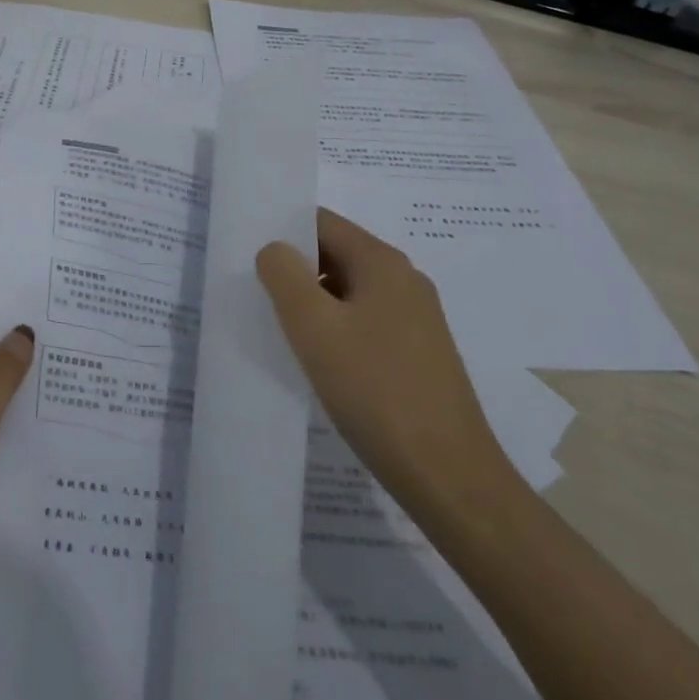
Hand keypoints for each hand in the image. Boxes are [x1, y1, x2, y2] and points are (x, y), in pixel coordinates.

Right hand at [256, 209, 507, 517]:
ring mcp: (416, 318)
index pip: (322, 222)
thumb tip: (274, 249)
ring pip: (349, 292)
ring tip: (280, 331)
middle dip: (296, 270)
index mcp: (382, 263)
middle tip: (256, 295)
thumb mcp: (314, 328)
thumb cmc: (376, 391)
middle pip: (336, 254)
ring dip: (314, 304)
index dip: (283, 231)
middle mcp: (404, 280)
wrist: (449, 477)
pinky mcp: (418, 353)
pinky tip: (317, 362)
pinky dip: (336, 330)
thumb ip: (284, 276)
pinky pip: (365, 323)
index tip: (249, 256)